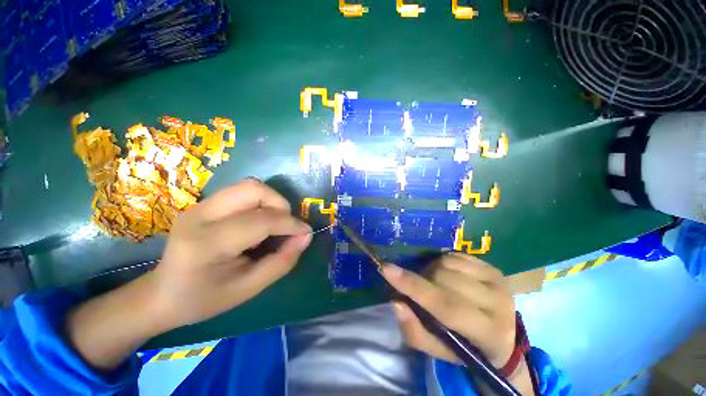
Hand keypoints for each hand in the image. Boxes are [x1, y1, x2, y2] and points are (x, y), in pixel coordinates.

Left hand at [151, 178, 311, 328]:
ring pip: (250, 185)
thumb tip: (305, 236)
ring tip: (275, 222)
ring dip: (271, 201)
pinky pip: (242, 191)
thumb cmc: (204, 299)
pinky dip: (260, 202)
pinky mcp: (204, 203)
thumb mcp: (249, 288)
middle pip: (254, 189)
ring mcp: (200, 205)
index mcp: (207, 243)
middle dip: (280, 204)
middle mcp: (201, 215)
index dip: (291, 224)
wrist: (161, 294)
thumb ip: (282, 261)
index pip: (261, 220)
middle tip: (286, 225)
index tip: (306, 233)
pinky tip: (258, 221)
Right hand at [382, 253, 515, 368]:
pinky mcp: (494, 268)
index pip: (446, 306)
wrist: (503, 337)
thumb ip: (415, 331)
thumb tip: (397, 302)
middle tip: (421, 288)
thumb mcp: (438, 350)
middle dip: (423, 279)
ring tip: (435, 283)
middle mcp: (498, 304)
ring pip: (448, 262)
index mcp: (488, 333)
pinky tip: (448, 275)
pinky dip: (443, 262)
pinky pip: (456, 255)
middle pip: (444, 278)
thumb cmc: (467, 348)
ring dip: (432, 270)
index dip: (414, 286)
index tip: (386, 269)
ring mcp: (498, 282)